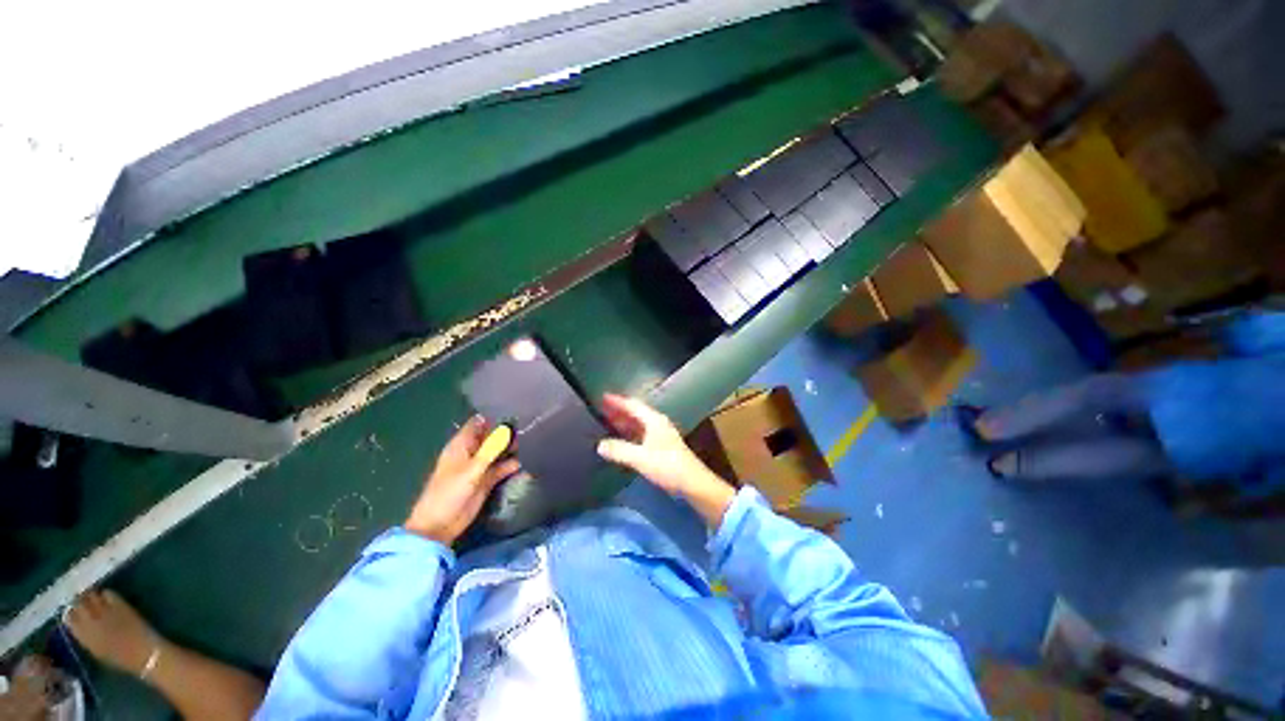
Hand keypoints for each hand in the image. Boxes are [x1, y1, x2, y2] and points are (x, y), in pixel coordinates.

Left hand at [405, 416, 520, 544]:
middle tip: (529, 427)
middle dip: (507, 433)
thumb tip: (506, 429)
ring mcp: (480, 467)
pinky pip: (502, 468)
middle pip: (491, 437)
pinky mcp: (487, 481)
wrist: (440, 525)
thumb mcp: (471, 470)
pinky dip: (512, 465)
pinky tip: (526, 461)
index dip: (493, 417)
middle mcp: (472, 453)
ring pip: (499, 452)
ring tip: (532, 441)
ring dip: (511, 448)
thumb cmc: (449, 493)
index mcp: (462, 445)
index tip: (514, 412)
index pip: (478, 424)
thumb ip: (490, 450)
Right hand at [596, 394, 734, 525]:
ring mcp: (661, 435)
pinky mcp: (662, 447)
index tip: (603, 397)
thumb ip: (619, 450)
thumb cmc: (668, 466)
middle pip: (636, 413)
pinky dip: (630, 434)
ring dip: (624, 422)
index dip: (617, 401)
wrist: (693, 483)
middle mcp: (658, 424)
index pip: (633, 405)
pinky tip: (622, 440)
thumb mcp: (641, 458)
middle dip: (619, 410)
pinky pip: (642, 434)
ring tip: (608, 422)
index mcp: (654, 420)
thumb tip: (600, 445)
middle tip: (602, 409)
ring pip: (639, 424)